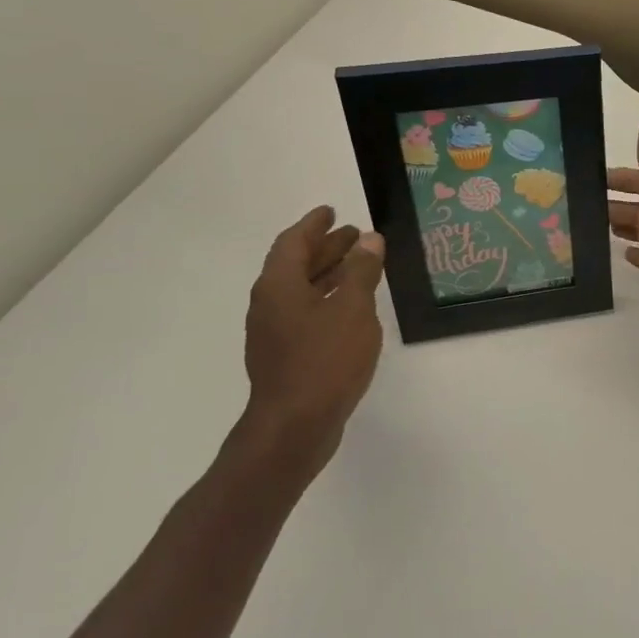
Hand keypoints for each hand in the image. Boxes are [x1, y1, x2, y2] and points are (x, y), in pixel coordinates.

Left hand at [232, 206, 386, 485]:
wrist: (295, 426)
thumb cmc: (325, 360)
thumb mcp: (353, 309)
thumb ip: (361, 271)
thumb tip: (369, 239)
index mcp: (279, 286)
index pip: (293, 242)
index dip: (313, 225)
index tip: (331, 210)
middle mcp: (270, 304)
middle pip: (295, 265)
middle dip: (325, 248)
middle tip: (354, 235)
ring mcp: (274, 333)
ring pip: (301, 291)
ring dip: (328, 274)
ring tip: (359, 266)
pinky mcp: (285, 356)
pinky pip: (306, 313)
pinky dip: (327, 300)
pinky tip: (351, 309)